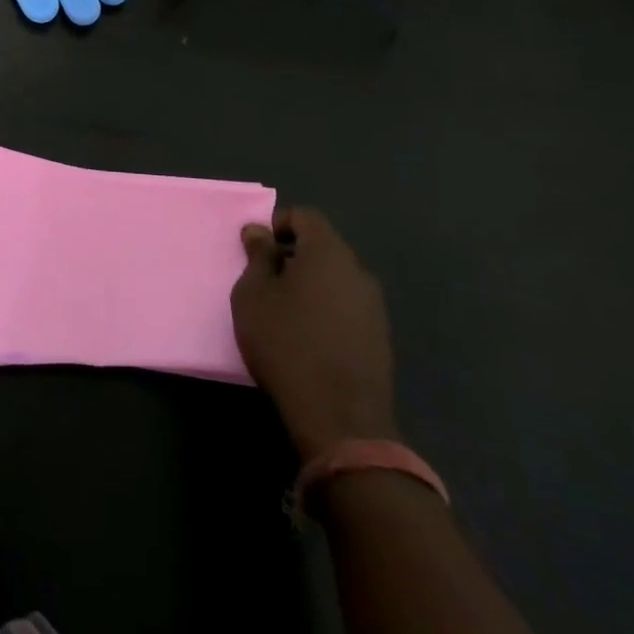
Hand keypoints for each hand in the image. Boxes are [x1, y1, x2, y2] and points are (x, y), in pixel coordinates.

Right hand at [230, 206, 396, 462]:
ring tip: (283, 310)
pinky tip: (307, 335)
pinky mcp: (380, 338)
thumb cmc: (285, 342)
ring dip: (310, 284)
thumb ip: (257, 256)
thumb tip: (259, 230)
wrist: (339, 417)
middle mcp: (358, 272)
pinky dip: (326, 308)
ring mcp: (374, 307)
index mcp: (328, 253)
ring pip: (336, 278)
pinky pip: (347, 306)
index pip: (306, 217)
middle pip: (323, 247)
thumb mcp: (254, 294)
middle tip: (264, 279)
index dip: (279, 224)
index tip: (257, 249)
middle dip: (293, 255)